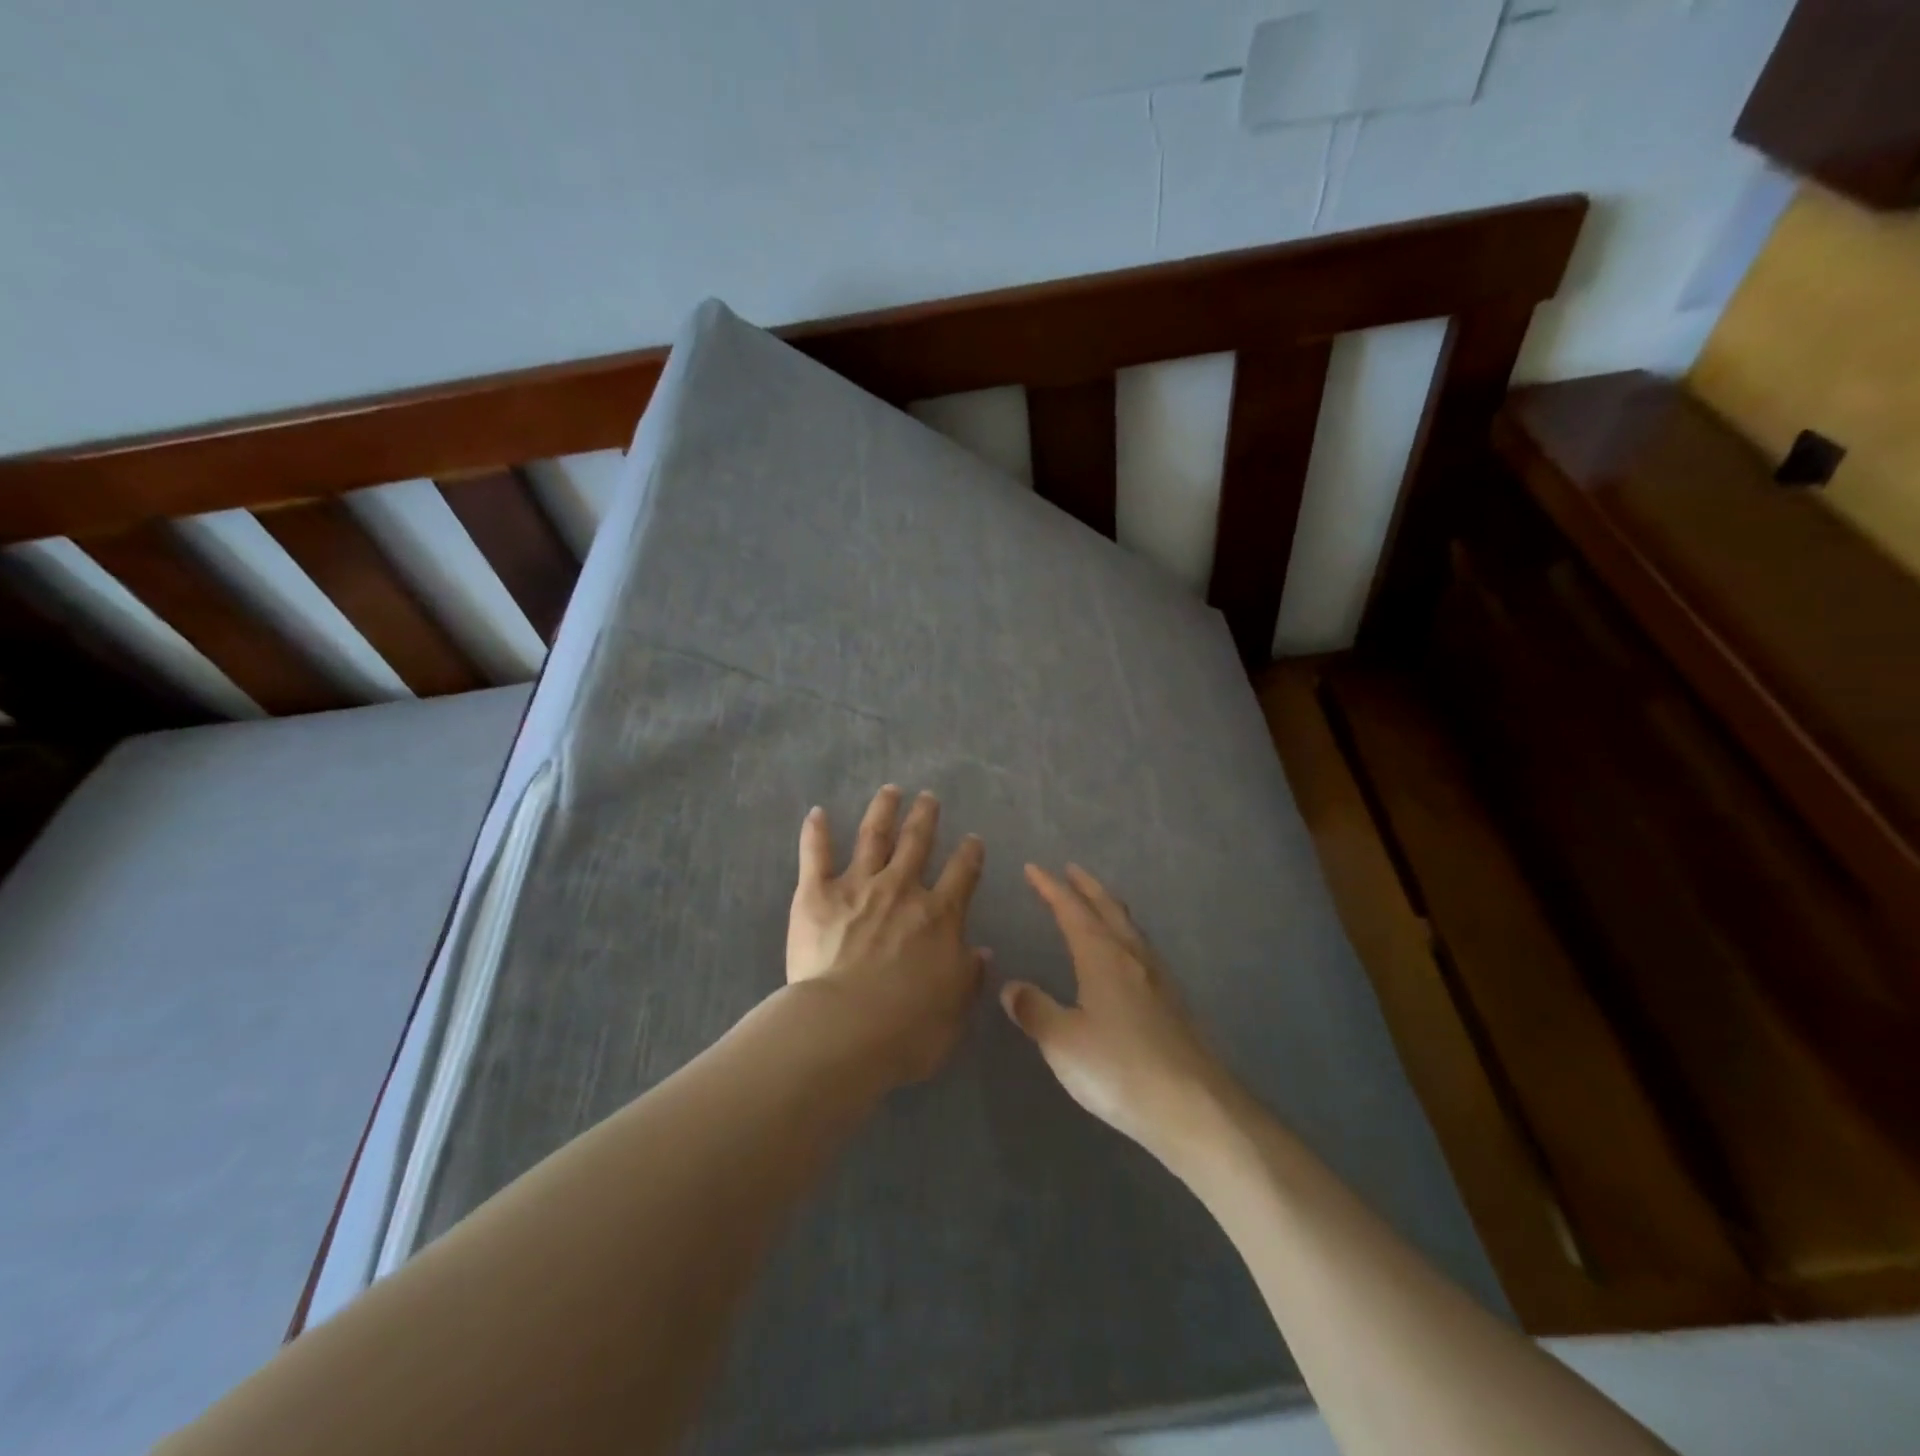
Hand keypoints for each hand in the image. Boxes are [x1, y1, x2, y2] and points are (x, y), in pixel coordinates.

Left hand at [787, 785, 987, 1084]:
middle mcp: (902, 890)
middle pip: (918, 843)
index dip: (970, 854)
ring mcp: (859, 886)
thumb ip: (969, 976)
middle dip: (926, 817)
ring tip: (890, 790)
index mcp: (939, 916)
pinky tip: (817, 813)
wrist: (845, 1029)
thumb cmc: (907, 1028)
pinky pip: (816, 855)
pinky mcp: (817, 894)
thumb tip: (983, 951)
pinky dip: (816, 832)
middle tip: (929, 797)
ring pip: (874, 836)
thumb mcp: (955, 1009)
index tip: (972, 840)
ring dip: (884, 810)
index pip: (963, 873)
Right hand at [1001, 864, 1231, 1159]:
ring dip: (1108, 907)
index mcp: (1102, 957)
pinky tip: (1124, 956)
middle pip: (1108, 908)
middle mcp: (1132, 957)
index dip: (1050, 888)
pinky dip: (1124, 934)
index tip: (1032, 868)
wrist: (1194, 1106)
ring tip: (1095, 903)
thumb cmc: (1119, 1069)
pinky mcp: (1172, 1001)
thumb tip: (1011, 987)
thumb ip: (1035, 1010)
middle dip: (1086, 886)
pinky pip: (1141, 949)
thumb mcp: (1063, 1043)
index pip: (1071, 910)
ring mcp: (1157, 978)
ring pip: (1129, 927)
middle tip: (1069, 870)